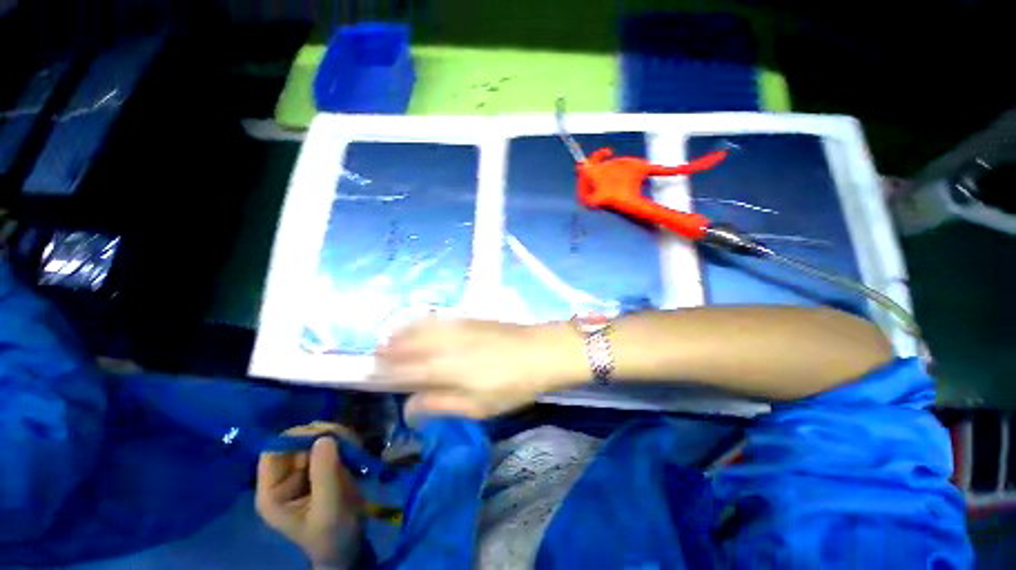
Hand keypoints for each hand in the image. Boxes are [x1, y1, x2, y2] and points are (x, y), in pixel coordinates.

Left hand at [256, 423, 363, 569]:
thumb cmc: (332, 535)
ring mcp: (305, 470)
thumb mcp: (328, 508)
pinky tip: (357, 448)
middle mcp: (285, 477)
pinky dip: (346, 440)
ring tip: (356, 446)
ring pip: (316, 438)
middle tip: (348, 440)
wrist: (349, 546)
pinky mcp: (323, 466)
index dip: (296, 438)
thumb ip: (324, 474)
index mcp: (273, 492)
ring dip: (338, 436)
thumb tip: (324, 436)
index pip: (274, 452)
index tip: (325, 436)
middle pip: (298, 441)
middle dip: (323, 435)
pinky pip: (332, 443)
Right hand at [376, 319, 586, 418]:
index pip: (404, 369)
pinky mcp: (470, 319)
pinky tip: (421, 325)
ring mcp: (458, 327)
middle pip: (408, 344)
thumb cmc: (511, 385)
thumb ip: (441, 404)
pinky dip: (422, 322)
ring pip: (420, 327)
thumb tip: (410, 407)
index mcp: (444, 368)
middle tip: (377, 356)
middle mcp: (445, 343)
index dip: (386, 371)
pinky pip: (438, 318)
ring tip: (391, 339)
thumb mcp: (477, 406)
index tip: (373, 373)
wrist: (540, 352)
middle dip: (389, 349)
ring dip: (402, 333)